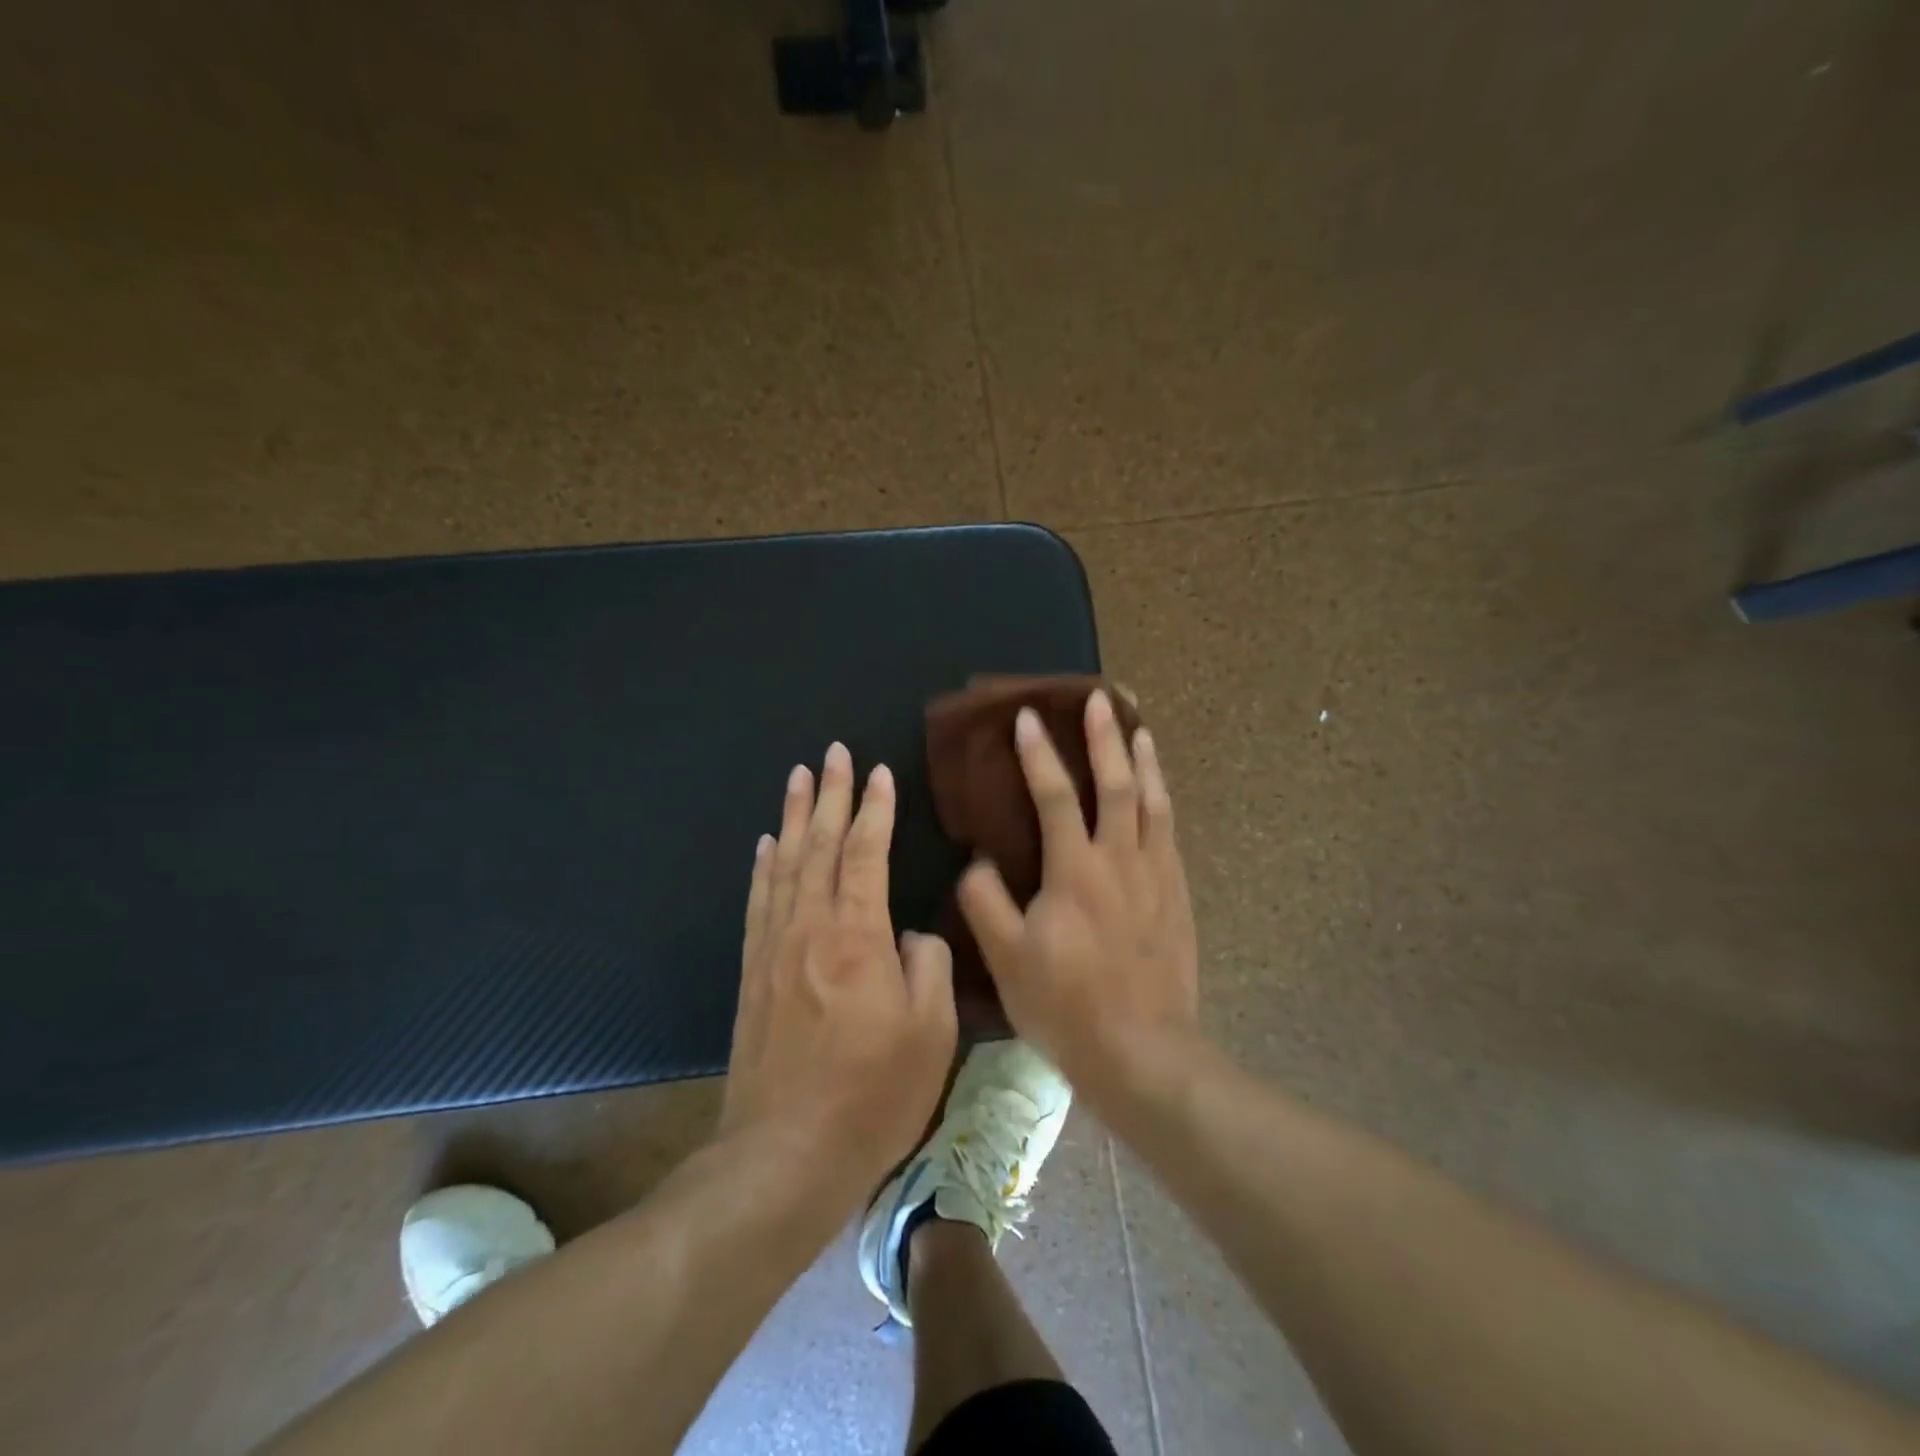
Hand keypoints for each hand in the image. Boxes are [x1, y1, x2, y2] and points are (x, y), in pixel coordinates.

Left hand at [721, 742, 957, 1187]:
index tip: (878, 772)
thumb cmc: (872, 1095)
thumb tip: (914, 934)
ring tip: (797, 778)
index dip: (874, 809)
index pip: (866, 853)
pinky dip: (764, 866)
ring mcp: (775, 948)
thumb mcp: (931, 1033)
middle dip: (829, 795)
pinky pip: (759, 902)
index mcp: (858, 936)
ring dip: (792, 817)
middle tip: (833, 753)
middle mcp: (810, 928)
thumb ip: (929, 966)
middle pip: (818, 845)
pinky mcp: (754, 973)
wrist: (784, 1155)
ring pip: (784, 864)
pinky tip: (766, 845)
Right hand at [957, 690, 1199, 1095]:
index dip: (1039, 754)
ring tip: (1139, 727)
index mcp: (1075, 870)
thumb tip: (979, 861)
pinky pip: (1170, 833)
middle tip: (1100, 697)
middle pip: (1117, 784)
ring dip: (1145, 760)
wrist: (1145, 1053)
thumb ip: (986, 902)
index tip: (1027, 719)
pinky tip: (1159, 793)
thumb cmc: (1068, 1006)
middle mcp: (1121, 860)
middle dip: (1105, 737)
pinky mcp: (1178, 896)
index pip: (1056, 795)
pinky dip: (1163, 801)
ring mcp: (1157, 876)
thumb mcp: (1008, 959)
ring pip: (1154, 802)